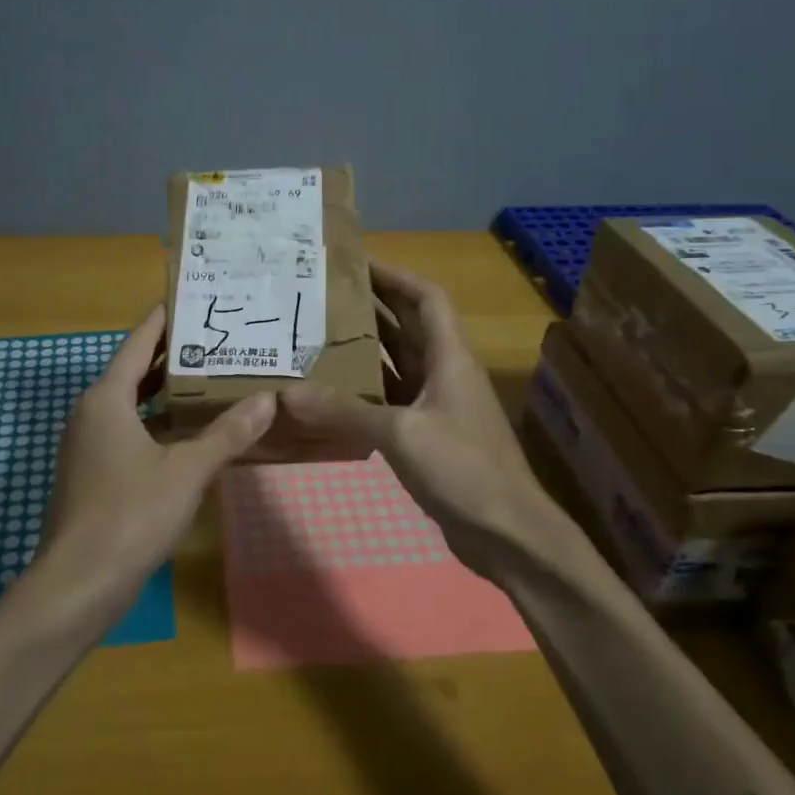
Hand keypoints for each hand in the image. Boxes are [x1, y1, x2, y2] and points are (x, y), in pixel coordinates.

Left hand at [36, 306, 274, 607]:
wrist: (79, 582)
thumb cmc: (130, 514)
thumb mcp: (186, 471)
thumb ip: (227, 434)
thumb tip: (267, 400)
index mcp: (107, 399)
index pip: (138, 343)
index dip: (164, 320)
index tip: (191, 298)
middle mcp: (92, 413)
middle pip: (134, 370)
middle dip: (171, 355)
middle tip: (215, 338)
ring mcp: (88, 445)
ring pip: (131, 404)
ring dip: (165, 391)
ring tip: (211, 378)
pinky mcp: (93, 473)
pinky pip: (128, 431)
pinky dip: (156, 423)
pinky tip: (189, 432)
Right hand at [279, 264, 568, 577]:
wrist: (507, 532)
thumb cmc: (463, 469)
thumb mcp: (400, 433)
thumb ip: (344, 411)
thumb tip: (287, 393)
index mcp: (450, 358)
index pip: (427, 298)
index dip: (396, 276)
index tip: (357, 262)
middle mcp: (446, 373)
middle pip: (411, 326)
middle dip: (373, 306)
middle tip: (325, 296)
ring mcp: (438, 406)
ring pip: (399, 364)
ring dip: (367, 348)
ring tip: (320, 335)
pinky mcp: (429, 435)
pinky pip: (392, 399)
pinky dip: (366, 391)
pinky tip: (333, 393)